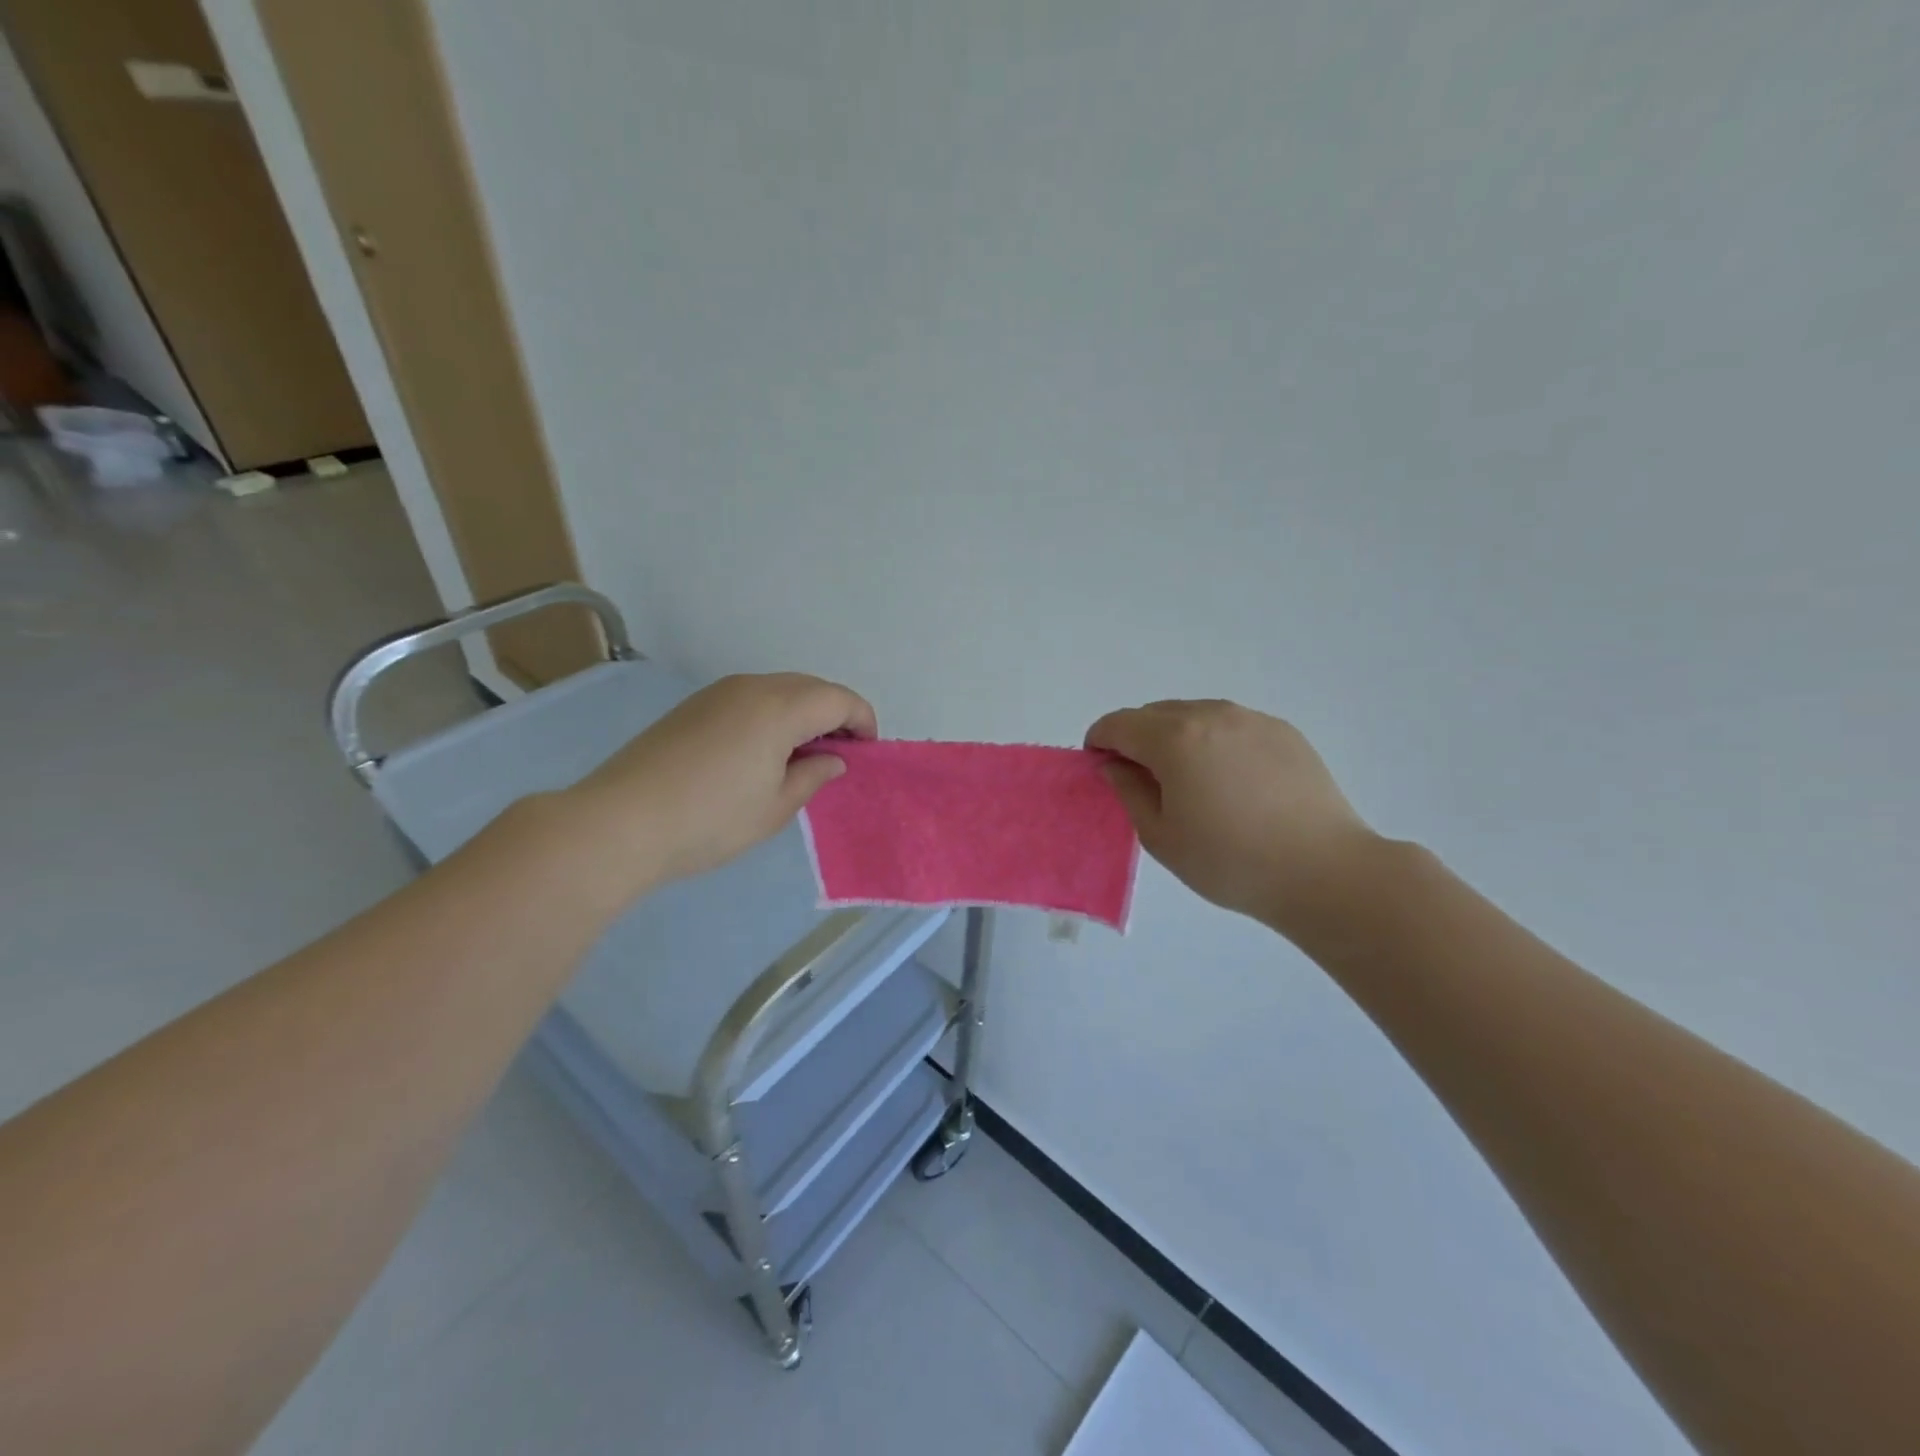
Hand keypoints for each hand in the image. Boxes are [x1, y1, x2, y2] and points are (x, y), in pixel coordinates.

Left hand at [566, 672, 875, 890]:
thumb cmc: (711, 819)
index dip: (862, 722)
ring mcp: (718, 693)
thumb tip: (832, 759)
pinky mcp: (693, 706)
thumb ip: (812, 776)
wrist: (620, 822)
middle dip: (834, 714)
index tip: (866, 753)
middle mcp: (752, 687)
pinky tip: (761, 752)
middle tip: (838, 755)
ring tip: (801, 756)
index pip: (839, 700)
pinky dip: (771, 715)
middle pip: (811, 687)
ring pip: (778, 690)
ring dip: (801, 714)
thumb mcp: (775, 807)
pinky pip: (749, 698)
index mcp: (781, 707)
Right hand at [1085, 699, 1379, 935]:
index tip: (1102, 770)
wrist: (1323, 871)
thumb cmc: (1230, 861)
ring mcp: (1251, 719)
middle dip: (1137, 739)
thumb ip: (1128, 791)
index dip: (1100, 743)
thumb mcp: (1161, 836)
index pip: (1118, 724)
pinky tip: (1232, 783)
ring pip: (1194, 715)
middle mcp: (1211, 714)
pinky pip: (1231, 725)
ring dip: (1176, 738)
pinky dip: (1215, 742)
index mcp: (1174, 738)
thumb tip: (1115, 764)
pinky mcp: (1283, 731)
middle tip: (1145, 783)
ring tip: (1192, 783)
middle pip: (1154, 714)